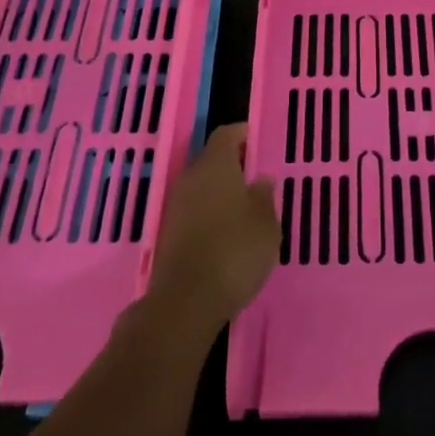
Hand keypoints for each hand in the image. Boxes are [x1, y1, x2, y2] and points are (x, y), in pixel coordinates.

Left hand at [144, 123, 279, 342]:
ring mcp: (176, 205)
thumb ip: (264, 197)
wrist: (186, 301)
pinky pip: (193, 209)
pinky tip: (225, 231)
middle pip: (211, 159)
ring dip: (219, 191)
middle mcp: (191, 177)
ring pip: (201, 186)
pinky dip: (208, 212)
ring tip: (243, 206)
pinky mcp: (168, 231)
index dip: (242, 134)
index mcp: (216, 165)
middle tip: (254, 176)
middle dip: (231, 164)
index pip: (226, 134)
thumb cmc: (235, 251)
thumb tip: (260, 180)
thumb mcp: (266, 224)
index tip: (256, 140)